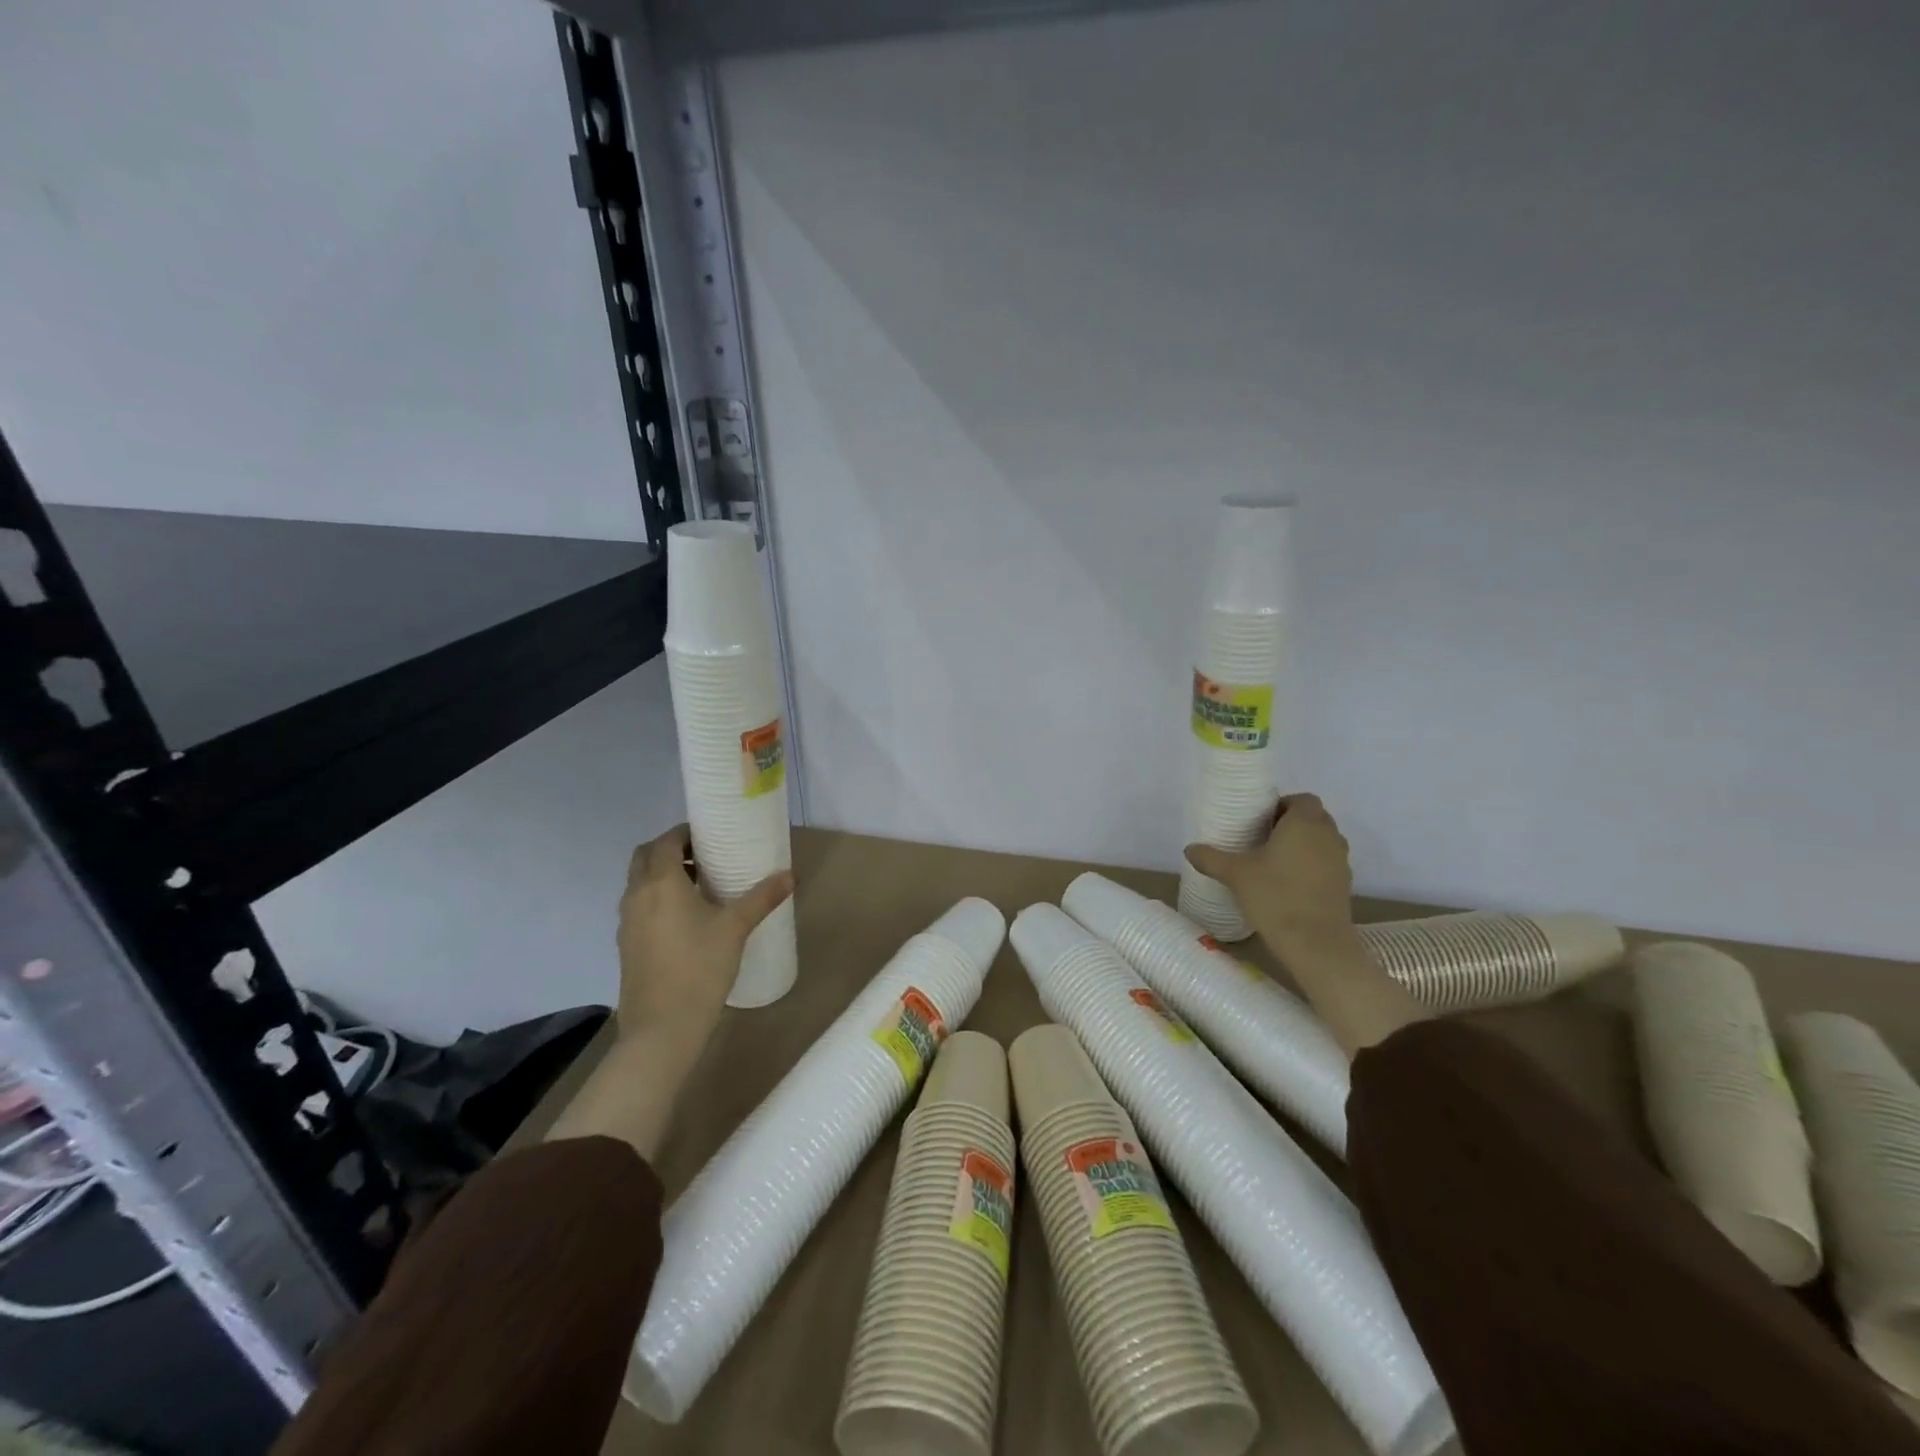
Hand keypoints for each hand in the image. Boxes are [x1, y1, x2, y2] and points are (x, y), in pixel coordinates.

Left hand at [615, 824, 793, 1046]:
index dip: (685, 833)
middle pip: (645, 857)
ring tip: (699, 886)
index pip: (666, 841)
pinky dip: (656, 898)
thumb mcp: (736, 928)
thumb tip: (791, 875)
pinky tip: (686, 919)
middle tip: (704, 857)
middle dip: (671, 850)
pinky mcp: (627, 944)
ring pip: (639, 882)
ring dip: (662, 874)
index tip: (711, 836)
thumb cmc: (699, 968)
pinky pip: (639, 906)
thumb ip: (762, 897)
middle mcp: (636, 895)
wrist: (662, 1028)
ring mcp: (627, 921)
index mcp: (660, 882)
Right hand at [1185, 793, 1358, 956]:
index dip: (1281, 806)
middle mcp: (1329, 836)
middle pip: (1313, 818)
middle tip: (1260, 840)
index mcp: (1305, 823)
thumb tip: (1189, 849)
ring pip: (1321, 842)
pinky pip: (1326, 864)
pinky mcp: (1344, 885)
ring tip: (1272, 862)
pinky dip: (1310, 867)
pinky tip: (1287, 885)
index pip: (1301, 799)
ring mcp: (1341, 861)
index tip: (1259, 822)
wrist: (1316, 944)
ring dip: (1301, 846)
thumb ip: (1211, 858)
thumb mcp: (1235, 874)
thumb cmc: (1275, 896)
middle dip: (1289, 824)